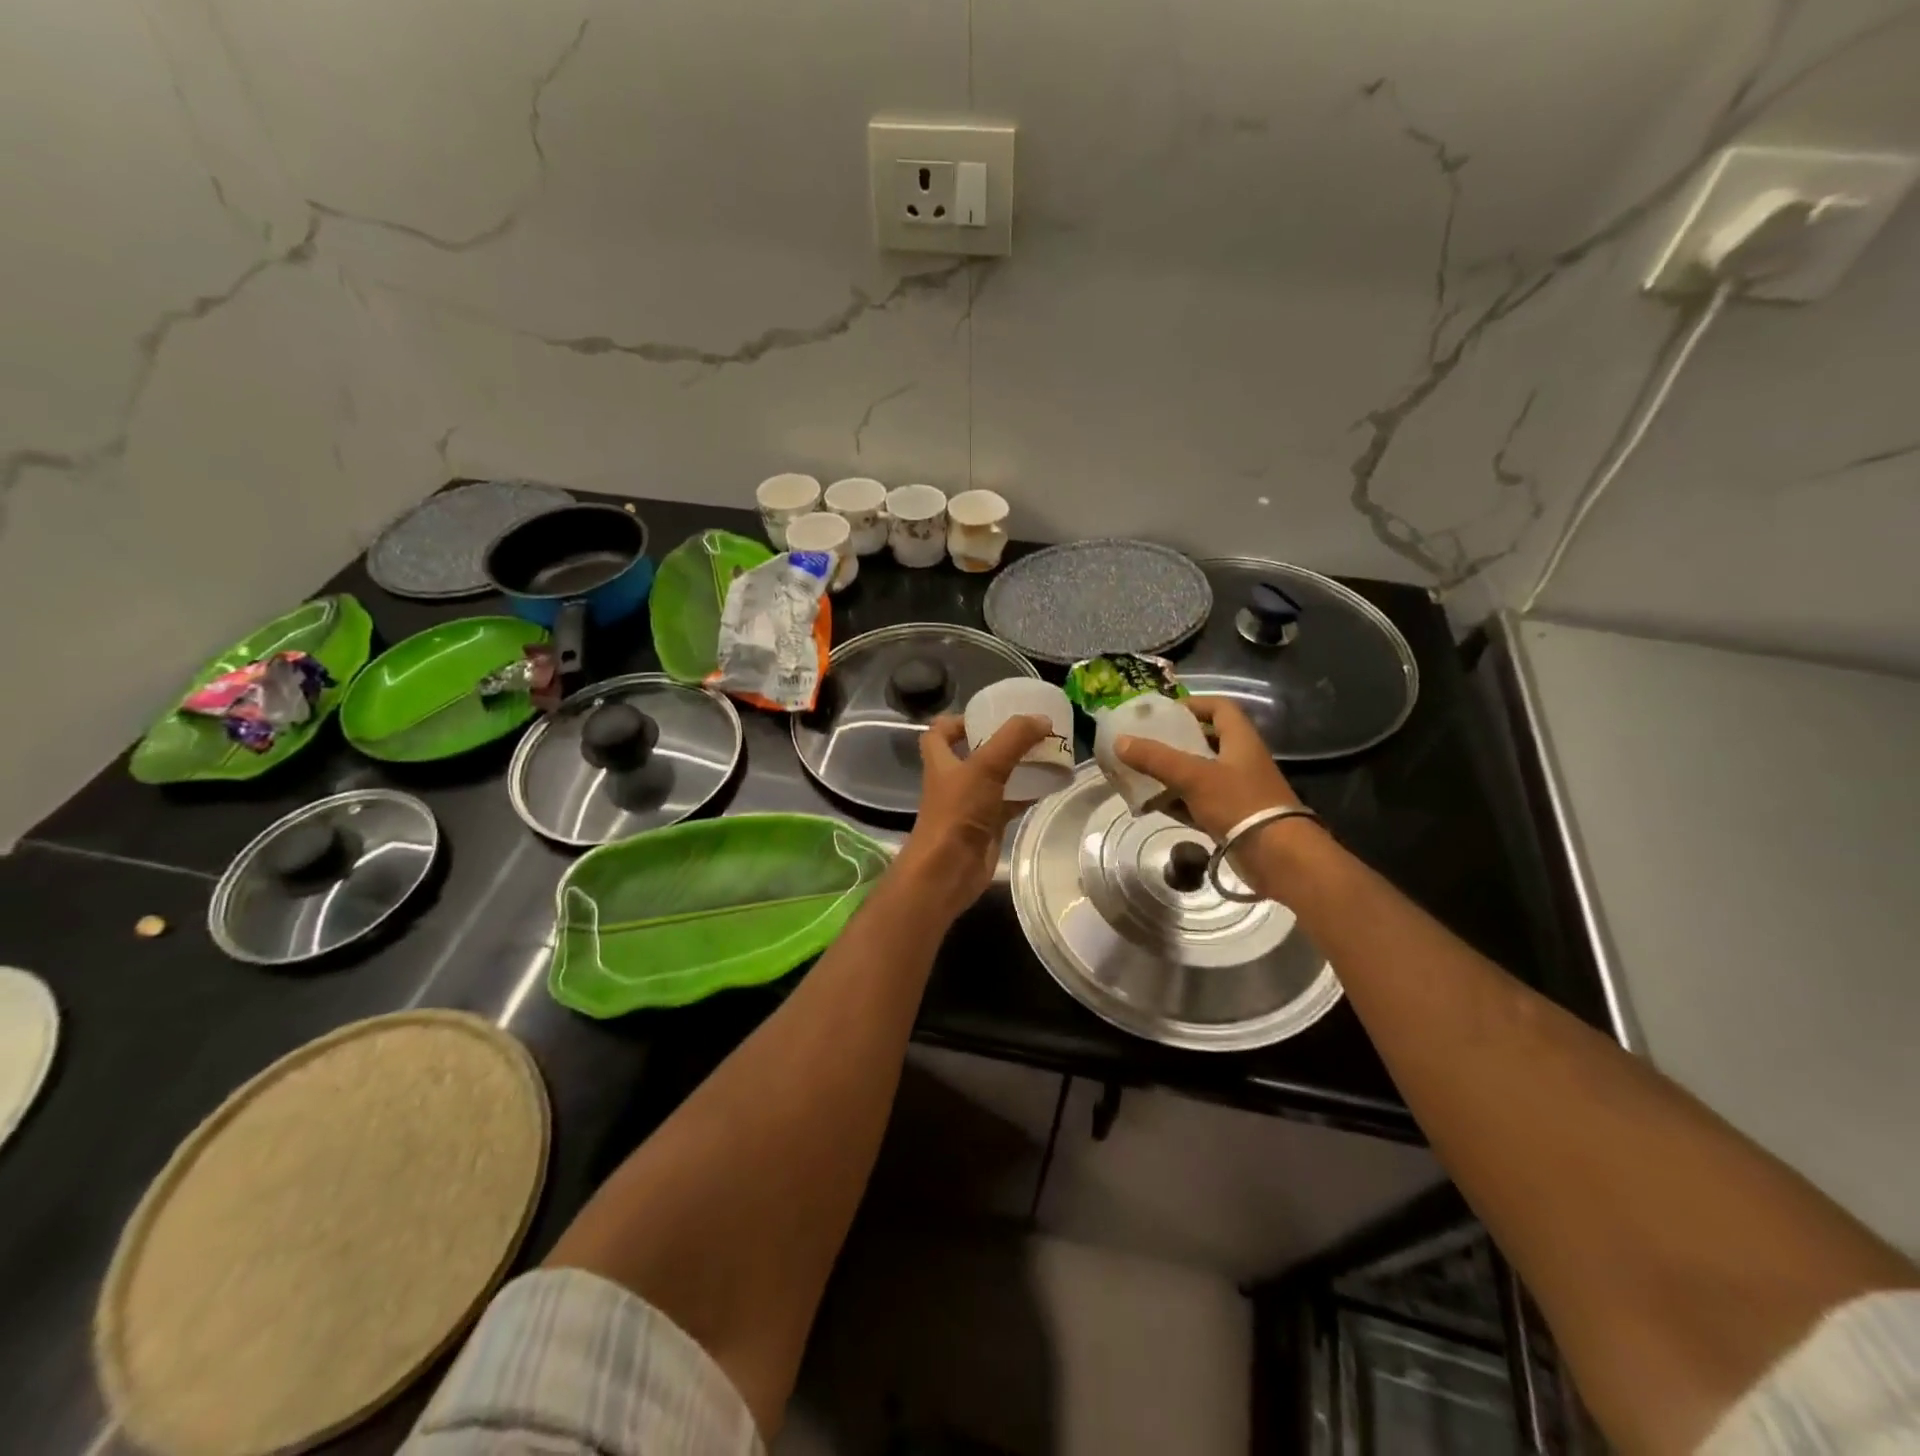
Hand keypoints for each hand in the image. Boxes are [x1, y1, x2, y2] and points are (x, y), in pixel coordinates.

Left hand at [895, 714, 1049, 920]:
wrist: (948, 870)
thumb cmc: (958, 813)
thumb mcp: (985, 767)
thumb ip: (1013, 740)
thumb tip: (1042, 720)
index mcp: (942, 760)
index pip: (940, 731)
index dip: (959, 720)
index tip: (989, 714)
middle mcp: (954, 780)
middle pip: (974, 752)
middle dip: (1000, 741)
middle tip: (1030, 731)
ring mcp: (971, 804)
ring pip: (996, 778)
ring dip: (1017, 766)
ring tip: (1047, 752)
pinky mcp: (987, 825)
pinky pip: (1010, 802)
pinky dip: (1028, 793)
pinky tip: (1050, 784)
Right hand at [1114, 697, 1302, 843]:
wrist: (1275, 855)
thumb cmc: (1238, 803)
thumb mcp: (1194, 776)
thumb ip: (1156, 758)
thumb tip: (1119, 741)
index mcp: (1240, 740)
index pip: (1219, 708)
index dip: (1194, 704)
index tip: (1165, 712)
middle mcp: (1240, 761)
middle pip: (1205, 741)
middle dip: (1174, 742)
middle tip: (1144, 743)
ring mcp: (1236, 791)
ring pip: (1198, 774)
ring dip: (1171, 774)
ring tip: (1139, 773)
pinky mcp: (1229, 817)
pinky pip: (1196, 803)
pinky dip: (1175, 801)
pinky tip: (1150, 804)